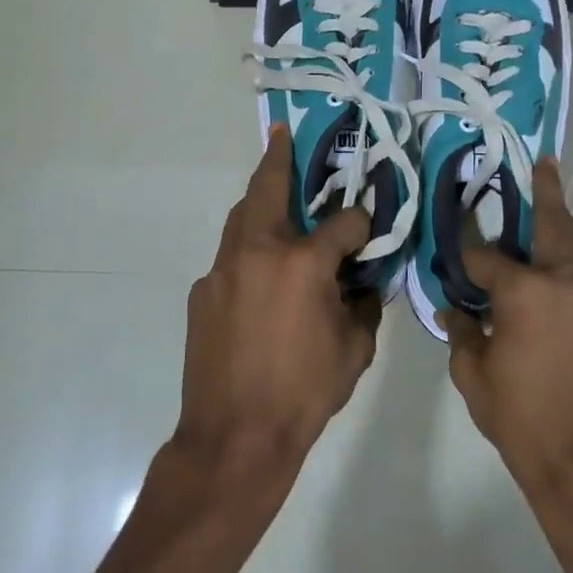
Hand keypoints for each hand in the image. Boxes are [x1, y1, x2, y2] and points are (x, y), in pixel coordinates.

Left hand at [178, 125, 379, 472]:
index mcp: (302, 263)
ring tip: (272, 188)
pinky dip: (247, 250)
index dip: (361, 221)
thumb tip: (364, 283)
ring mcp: (223, 269)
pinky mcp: (202, 291)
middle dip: (279, 159)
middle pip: (268, 189)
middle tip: (283, 135)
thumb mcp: (354, 350)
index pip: (342, 222)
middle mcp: (258, 251)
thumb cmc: (304, 393)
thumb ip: (363, 305)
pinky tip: (259, 273)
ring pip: (240, 217)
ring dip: (258, 198)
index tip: (369, 225)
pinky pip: (229, 257)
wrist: (234, 437)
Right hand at [442, 159, 572, 499]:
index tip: (460, 253)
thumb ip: (462, 333)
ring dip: (569, 231)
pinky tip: (572, 298)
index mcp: (526, 291)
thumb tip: (453, 309)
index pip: (488, 256)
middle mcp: (572, 281)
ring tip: (557, 219)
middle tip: (544, 164)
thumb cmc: (524, 422)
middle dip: (544, 191)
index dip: (469, 254)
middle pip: (555, 224)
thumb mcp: (475, 378)